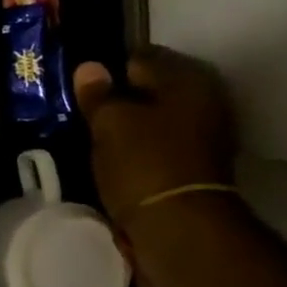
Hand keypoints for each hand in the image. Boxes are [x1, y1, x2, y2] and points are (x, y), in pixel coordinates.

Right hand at [73, 48, 237, 234]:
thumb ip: (98, 94)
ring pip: (155, 118)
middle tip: (85, 111)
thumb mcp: (109, 123)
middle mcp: (205, 101)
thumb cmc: (143, 163)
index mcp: (188, 79)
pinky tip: (114, 157)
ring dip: (129, 125)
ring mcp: (205, 136)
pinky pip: (158, 145)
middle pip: (151, 89)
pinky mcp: (195, 167)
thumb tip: (90, 67)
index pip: (141, 57)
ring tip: (94, 135)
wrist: (179, 228)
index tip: (82, 84)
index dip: (109, 68)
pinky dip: (138, 148)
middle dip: (120, 97)